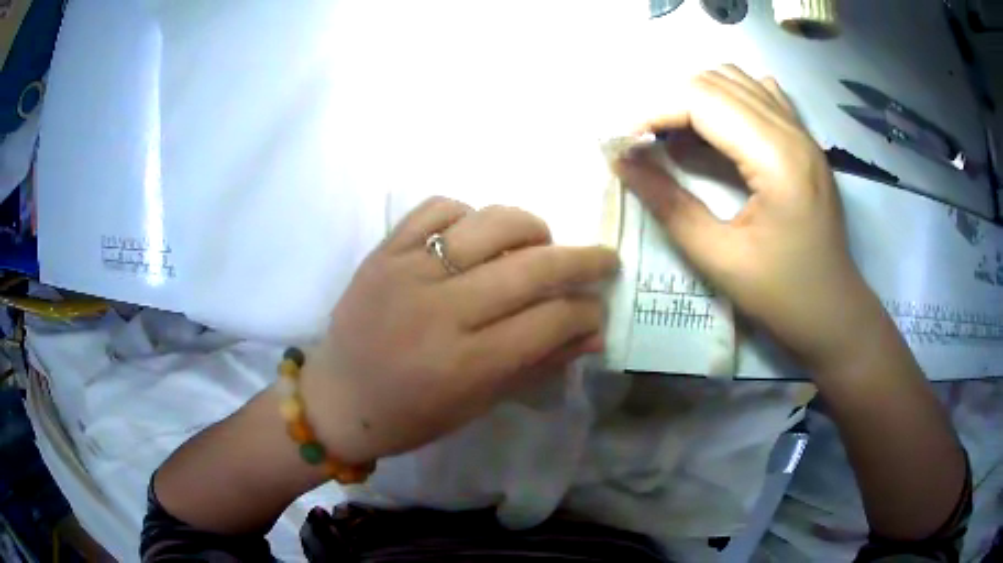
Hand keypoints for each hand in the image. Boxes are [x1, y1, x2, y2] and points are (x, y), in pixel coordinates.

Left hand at [301, 197, 618, 463]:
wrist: (338, 397)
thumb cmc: (411, 415)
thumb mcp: (480, 403)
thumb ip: (539, 363)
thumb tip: (594, 333)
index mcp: (467, 363)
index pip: (551, 320)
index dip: (588, 311)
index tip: (600, 308)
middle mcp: (441, 310)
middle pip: (533, 266)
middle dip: (584, 260)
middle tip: (604, 260)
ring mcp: (408, 271)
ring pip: (491, 223)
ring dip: (532, 228)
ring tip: (540, 244)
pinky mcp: (384, 250)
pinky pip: (438, 207)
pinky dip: (468, 214)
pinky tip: (475, 236)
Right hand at [615, 65, 880, 369]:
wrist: (835, 313)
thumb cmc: (782, 295)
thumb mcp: (720, 259)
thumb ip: (669, 204)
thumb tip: (623, 164)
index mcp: (777, 157)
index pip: (703, 100)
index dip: (655, 113)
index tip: (627, 145)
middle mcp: (792, 130)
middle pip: (716, 81)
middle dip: (671, 104)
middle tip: (648, 146)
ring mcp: (802, 132)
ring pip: (737, 80)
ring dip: (698, 99)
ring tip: (680, 138)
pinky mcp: (804, 141)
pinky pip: (760, 93)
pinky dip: (728, 101)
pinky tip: (720, 133)